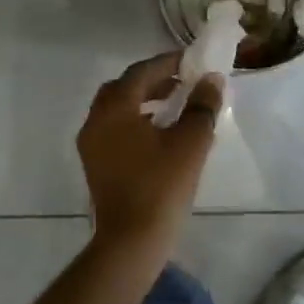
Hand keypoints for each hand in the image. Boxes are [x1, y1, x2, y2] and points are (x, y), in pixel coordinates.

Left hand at [77, 53, 222, 248]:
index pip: (140, 73)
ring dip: (143, 102)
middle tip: (182, 82)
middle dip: (152, 81)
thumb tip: (211, 79)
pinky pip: (114, 130)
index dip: (167, 63)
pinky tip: (160, 135)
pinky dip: (135, 122)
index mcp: (114, 109)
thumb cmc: (161, 187)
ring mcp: (91, 145)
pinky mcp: (95, 165)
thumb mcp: (190, 143)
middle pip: (123, 88)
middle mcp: (95, 121)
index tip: (191, 61)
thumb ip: (202, 106)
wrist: (131, 241)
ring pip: (116, 110)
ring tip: (175, 106)